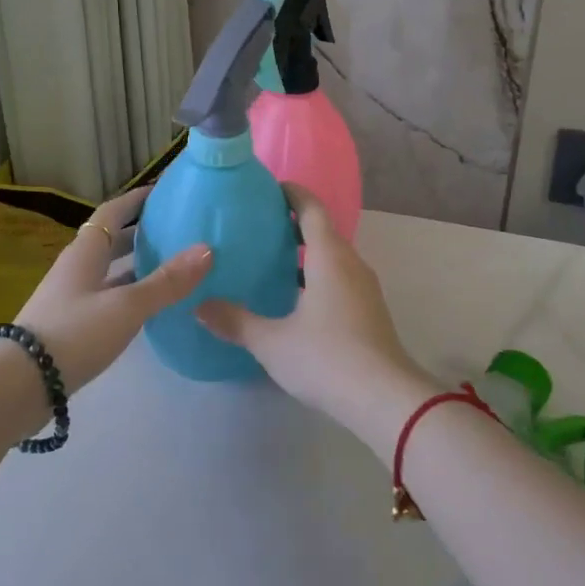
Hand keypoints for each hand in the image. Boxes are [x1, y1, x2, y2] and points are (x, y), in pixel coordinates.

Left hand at [12, 185, 210, 390]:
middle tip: (175, 229)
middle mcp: (76, 269)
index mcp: (85, 252)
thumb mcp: (126, 306)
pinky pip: (107, 297)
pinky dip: (130, 294)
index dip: (136, 199)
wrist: (20, 385)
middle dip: (140, 232)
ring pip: (109, 271)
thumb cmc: (74, 333)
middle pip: (110, 240)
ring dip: (136, 265)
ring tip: (172, 266)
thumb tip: (207, 250)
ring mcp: (71, 298)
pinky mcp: (72, 325)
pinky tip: (150, 306)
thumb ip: (166, 281)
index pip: (112, 211)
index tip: (163, 190)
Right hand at [196, 185, 432, 453]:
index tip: (269, 188)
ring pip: (333, 257)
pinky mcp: (369, 310)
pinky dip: (317, 275)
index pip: (311, 209)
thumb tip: (200, 306)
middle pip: (323, 230)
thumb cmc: (326, 358)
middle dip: (294, 224)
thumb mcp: (272, 342)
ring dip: (306, 252)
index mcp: (329, 257)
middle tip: (259, 226)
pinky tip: (296, 298)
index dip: (292, 194)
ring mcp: (365, 287)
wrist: (384, 397)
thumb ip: (235, 321)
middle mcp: (351, 263)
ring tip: (272, 260)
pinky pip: (340, 278)